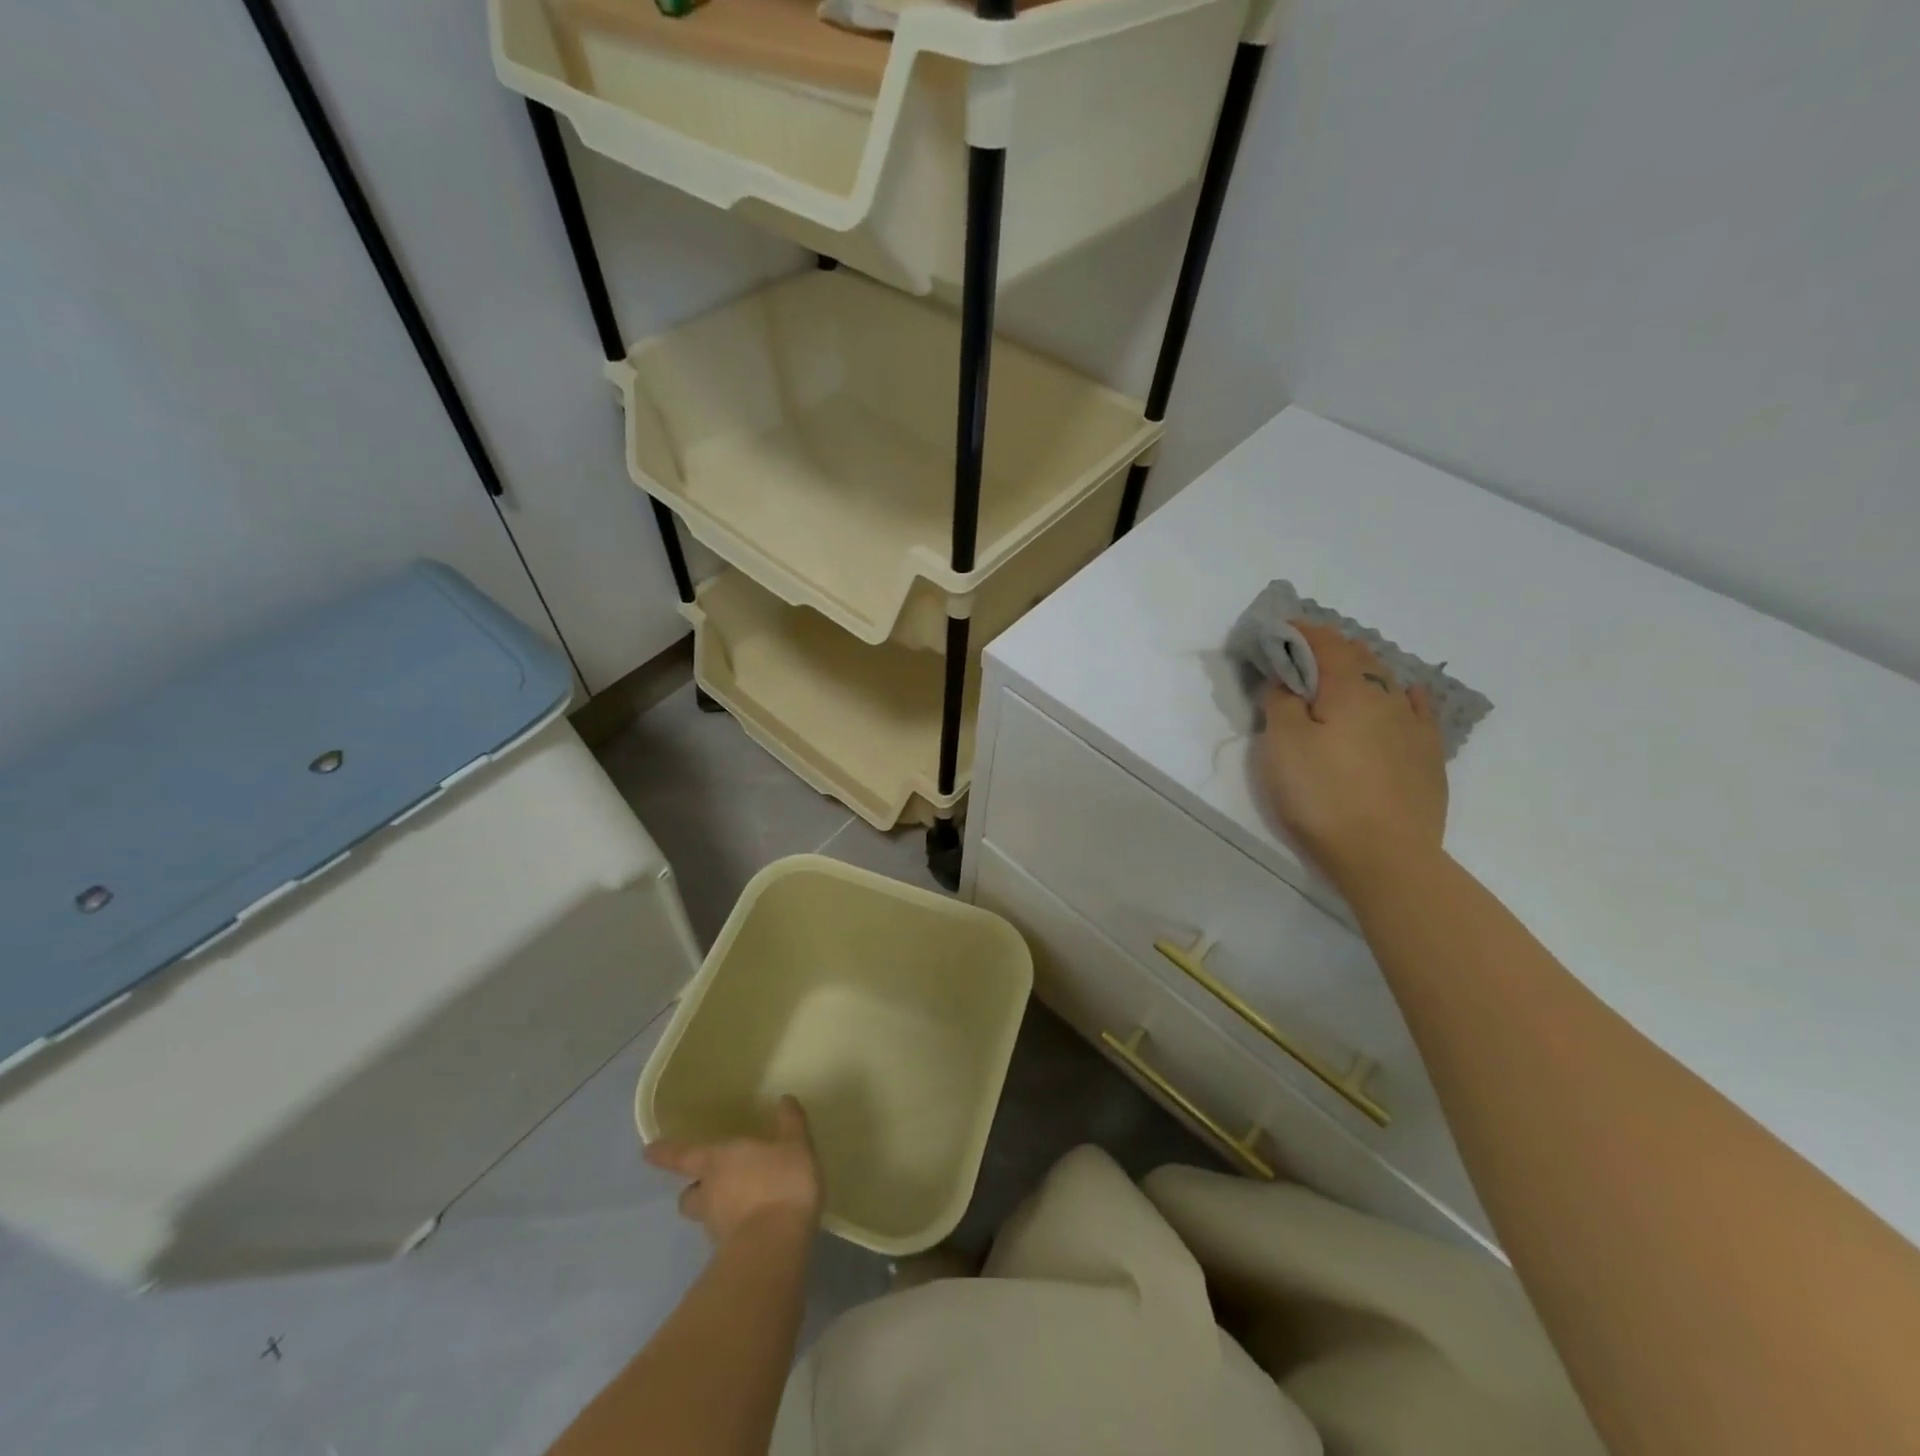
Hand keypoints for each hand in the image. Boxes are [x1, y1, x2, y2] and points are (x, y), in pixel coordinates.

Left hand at [644, 1097, 822, 1246]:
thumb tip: (784, 1100)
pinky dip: (735, 1228)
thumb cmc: (780, 1182)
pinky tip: (756, 1224)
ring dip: (715, 1210)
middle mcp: (708, 1193)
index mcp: (716, 1161)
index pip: (682, 1156)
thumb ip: (789, 1123)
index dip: (665, 1153)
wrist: (776, 1246)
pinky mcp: (727, 1252)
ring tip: (741, 1204)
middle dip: (695, 1188)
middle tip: (710, 1182)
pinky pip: (726, 1234)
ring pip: (705, 1216)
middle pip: (689, 1193)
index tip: (647, 1152)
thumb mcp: (794, 1145)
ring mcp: (715, 1227)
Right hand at [1254, 622, 1447, 889]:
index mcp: (1350, 690)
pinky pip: (1418, 711)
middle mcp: (1388, 698)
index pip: (1327, 644)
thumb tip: (1287, 681)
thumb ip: (1281, 703)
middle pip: (1360, 658)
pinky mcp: (1428, 757)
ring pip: (1389, 681)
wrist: (1386, 856)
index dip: (1303, 632)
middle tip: (1304, 655)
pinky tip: (1406, 694)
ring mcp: (1415, 727)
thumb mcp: (1283, 745)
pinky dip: (1403, 695)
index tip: (1282, 629)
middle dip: (1331, 649)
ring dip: (1363, 670)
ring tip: (1343, 674)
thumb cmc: (1323, 796)